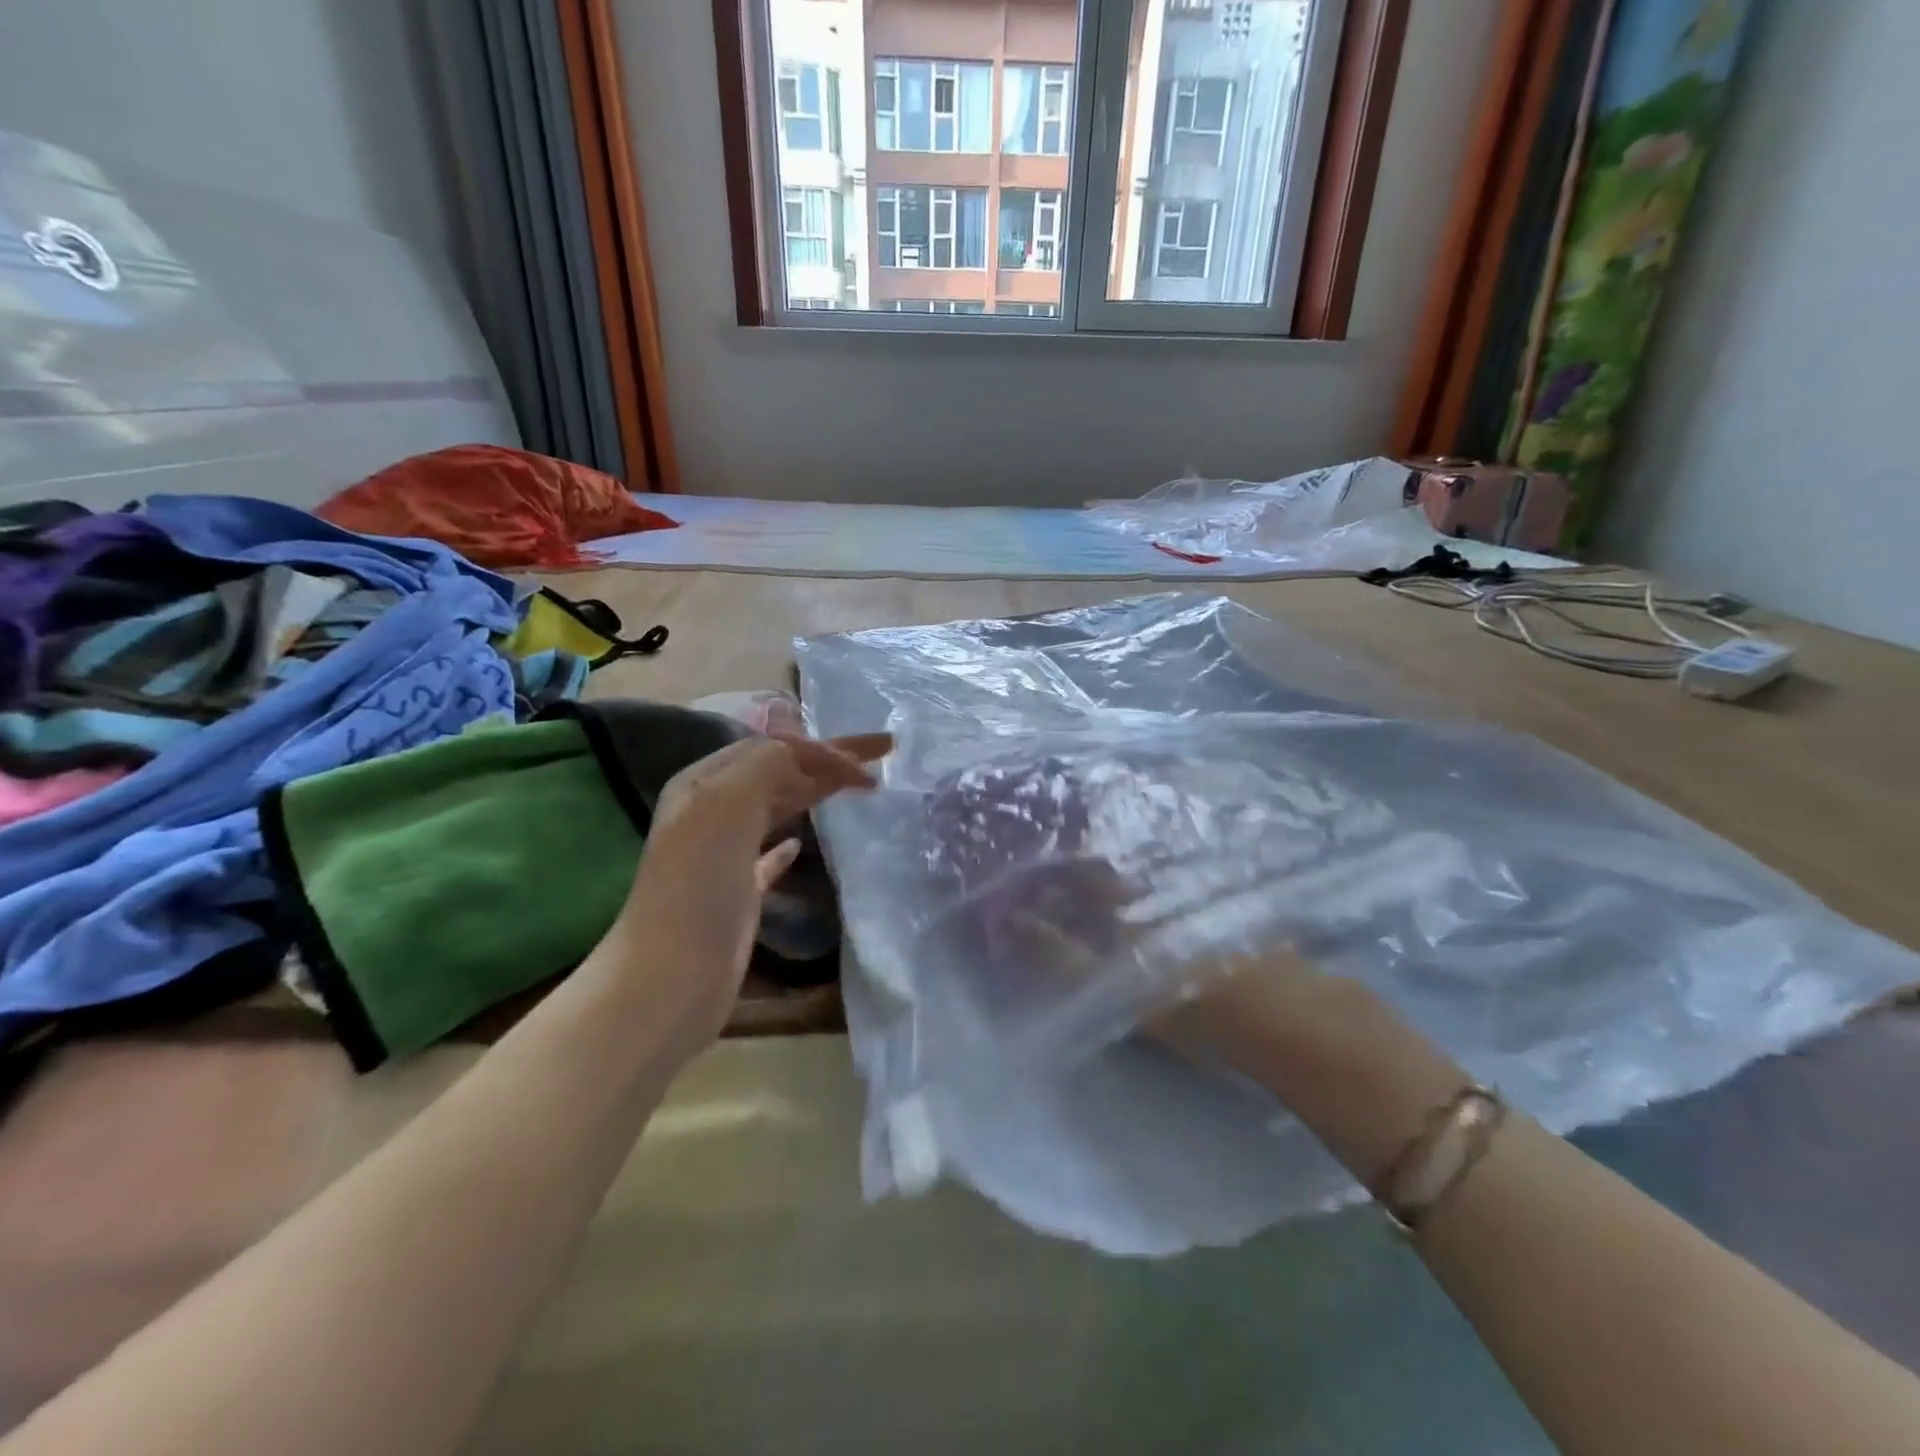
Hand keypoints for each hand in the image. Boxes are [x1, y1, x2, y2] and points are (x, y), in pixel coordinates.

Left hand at [612, 732, 890, 1050]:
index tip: (868, 762)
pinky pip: (770, 855)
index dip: (822, 747)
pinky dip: (790, 843)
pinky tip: (802, 844)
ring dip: (818, 791)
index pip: (774, 747)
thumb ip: (768, 765)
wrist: (672, 975)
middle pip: (782, 771)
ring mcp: (725, 852)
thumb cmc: (697, 884)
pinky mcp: (739, 892)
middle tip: (882, 752)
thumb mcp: (726, 804)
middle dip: (830, 759)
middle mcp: (713, 810)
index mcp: (705, 782)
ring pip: (780, 806)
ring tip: (860, 786)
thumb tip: (811, 752)